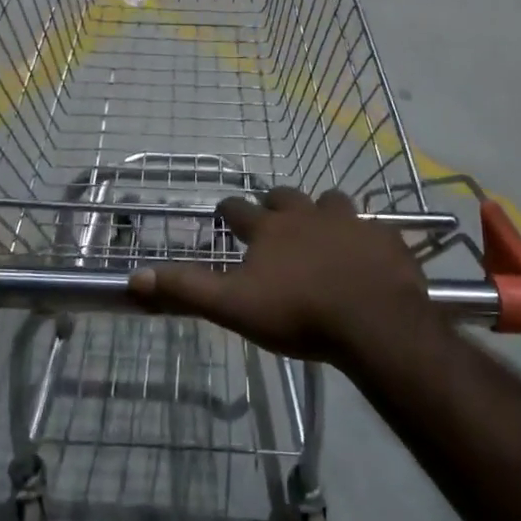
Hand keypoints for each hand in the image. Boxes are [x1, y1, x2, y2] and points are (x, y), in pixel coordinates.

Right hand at [127, 187, 429, 363]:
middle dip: (275, 204)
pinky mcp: (386, 238)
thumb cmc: (299, 314)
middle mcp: (308, 215)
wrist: (375, 324)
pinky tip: (366, 254)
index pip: (238, 209)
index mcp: (270, 229)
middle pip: (285, 196)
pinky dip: (364, 236)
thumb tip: (135, 277)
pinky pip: (373, 227)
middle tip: (273, 220)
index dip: (229, 210)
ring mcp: (351, 222)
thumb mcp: (234, 307)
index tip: (225, 214)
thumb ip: (187, 289)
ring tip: (322, 231)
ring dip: (322, 212)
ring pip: (332, 202)